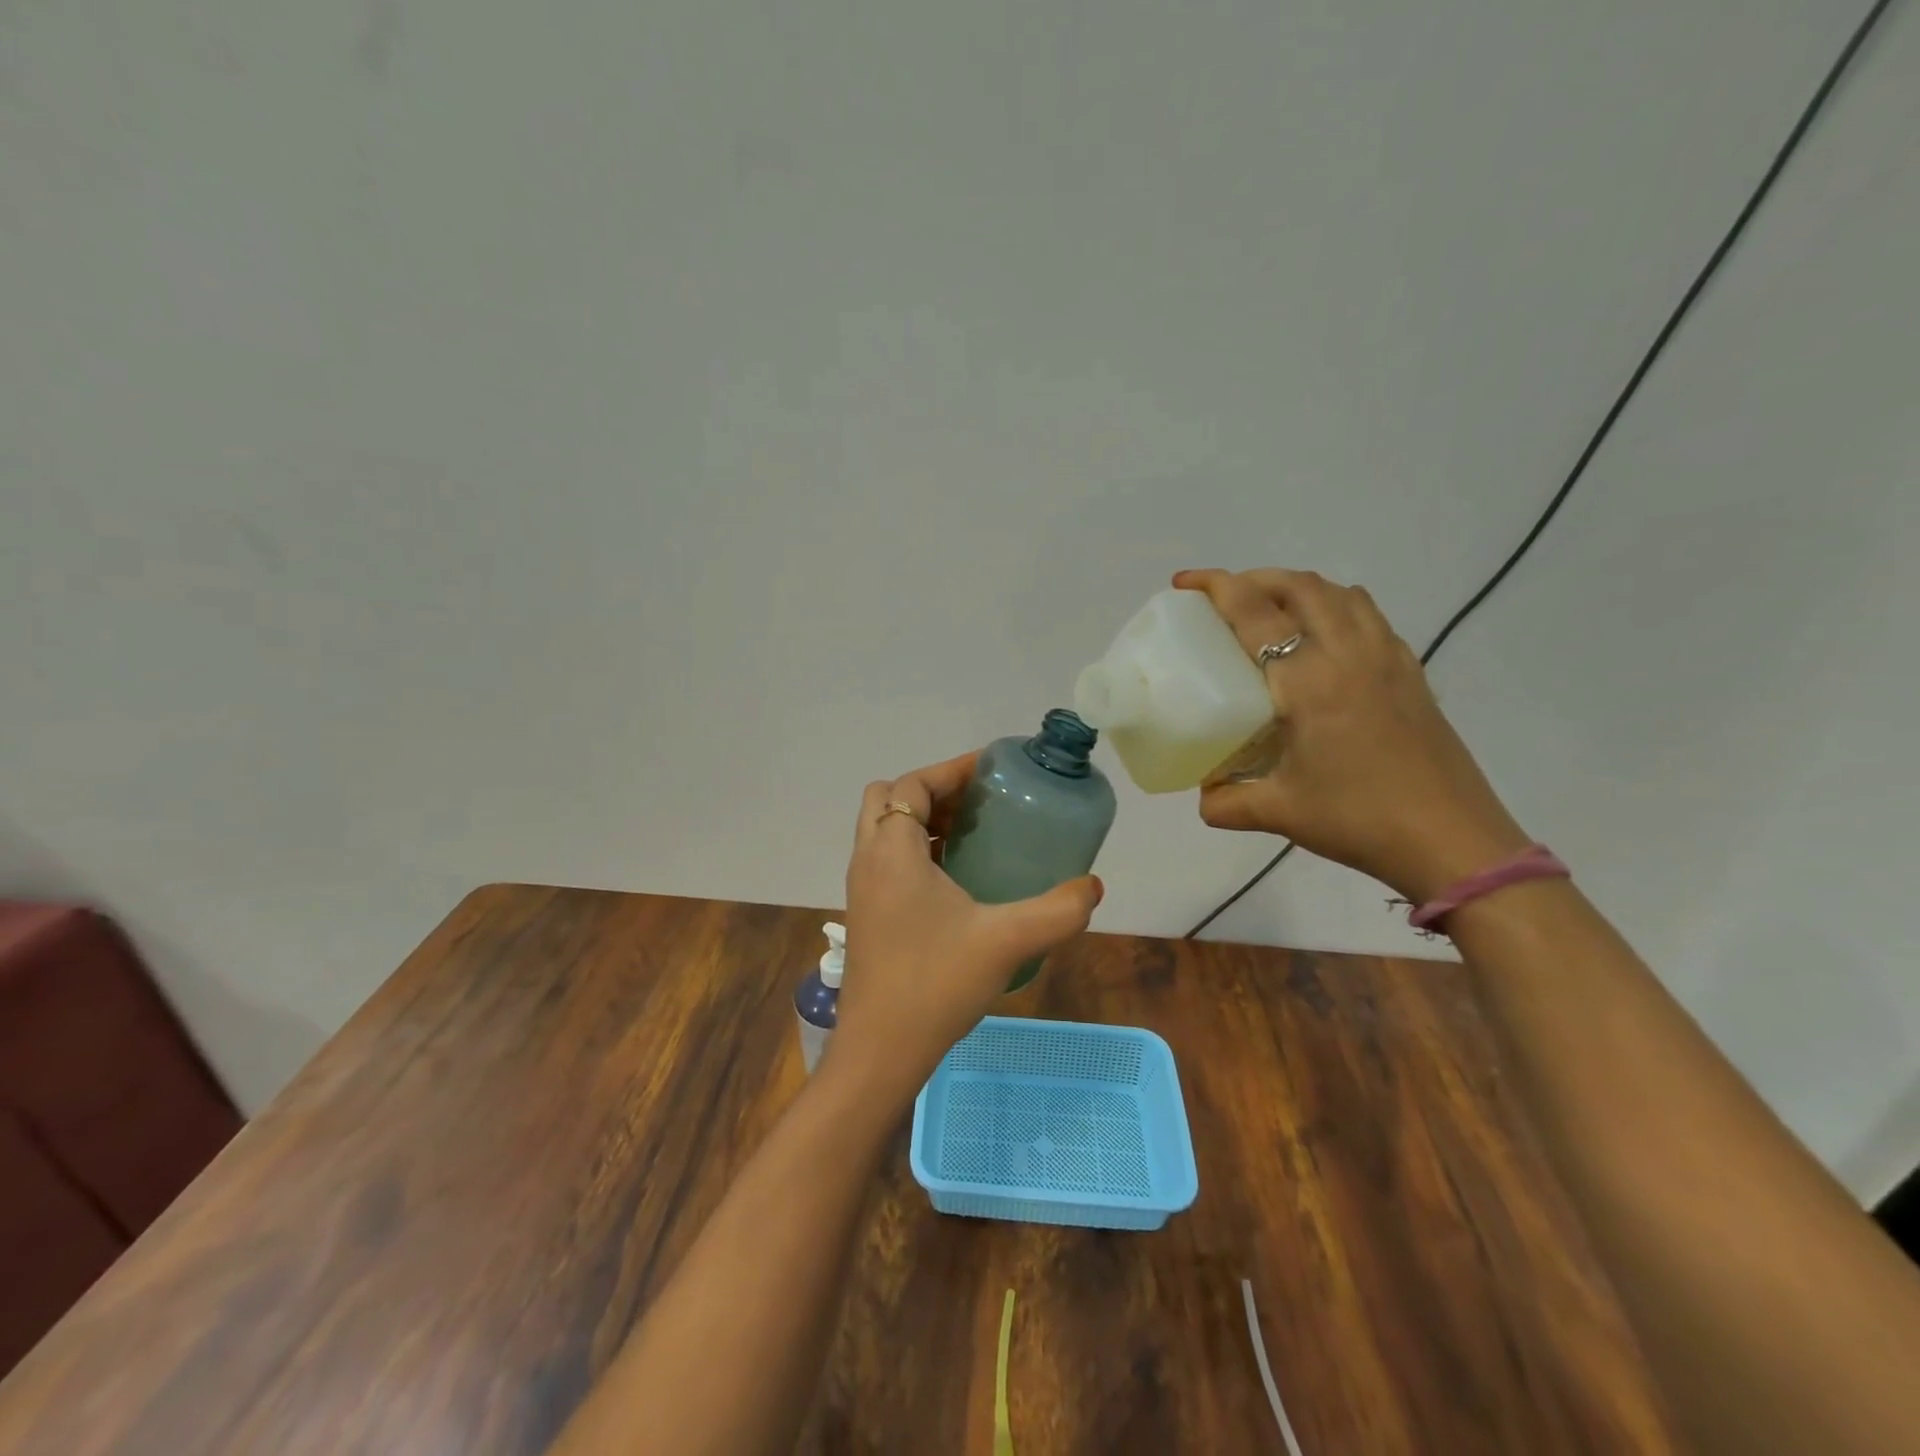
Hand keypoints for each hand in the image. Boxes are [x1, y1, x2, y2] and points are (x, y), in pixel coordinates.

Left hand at [834, 752, 1102, 1101]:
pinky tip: (957, 879)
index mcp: (892, 851)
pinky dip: (916, 849)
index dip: (950, 769)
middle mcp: (868, 860)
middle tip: (980, 802)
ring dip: (923, 819)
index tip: (991, 770)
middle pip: (889, 798)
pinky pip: (887, 859)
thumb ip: (1058, 911)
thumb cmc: (935, 984)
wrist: (880, 1051)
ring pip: (884, 829)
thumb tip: (1094, 886)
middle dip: (933, 790)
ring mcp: (862, 889)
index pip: (911, 785)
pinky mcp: (866, 914)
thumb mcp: (1007, 942)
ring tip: (974, 832)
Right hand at [1174, 568, 1531, 902]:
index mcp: (1309, 681)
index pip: (1256, 613)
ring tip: (1270, 609)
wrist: (1453, 841)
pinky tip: (1322, 639)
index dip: (1217, 587)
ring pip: (1339, 592)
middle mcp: (1349, 654)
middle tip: (1224, 598)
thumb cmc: (1359, 819)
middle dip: (1255, 579)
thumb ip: (1227, 802)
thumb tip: (1203, 797)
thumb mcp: (1279, 813)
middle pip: (1300, 585)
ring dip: (1297, 586)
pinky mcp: (1411, 672)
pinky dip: (1334, 605)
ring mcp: (1387, 658)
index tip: (1186, 582)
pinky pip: (1367, 615)